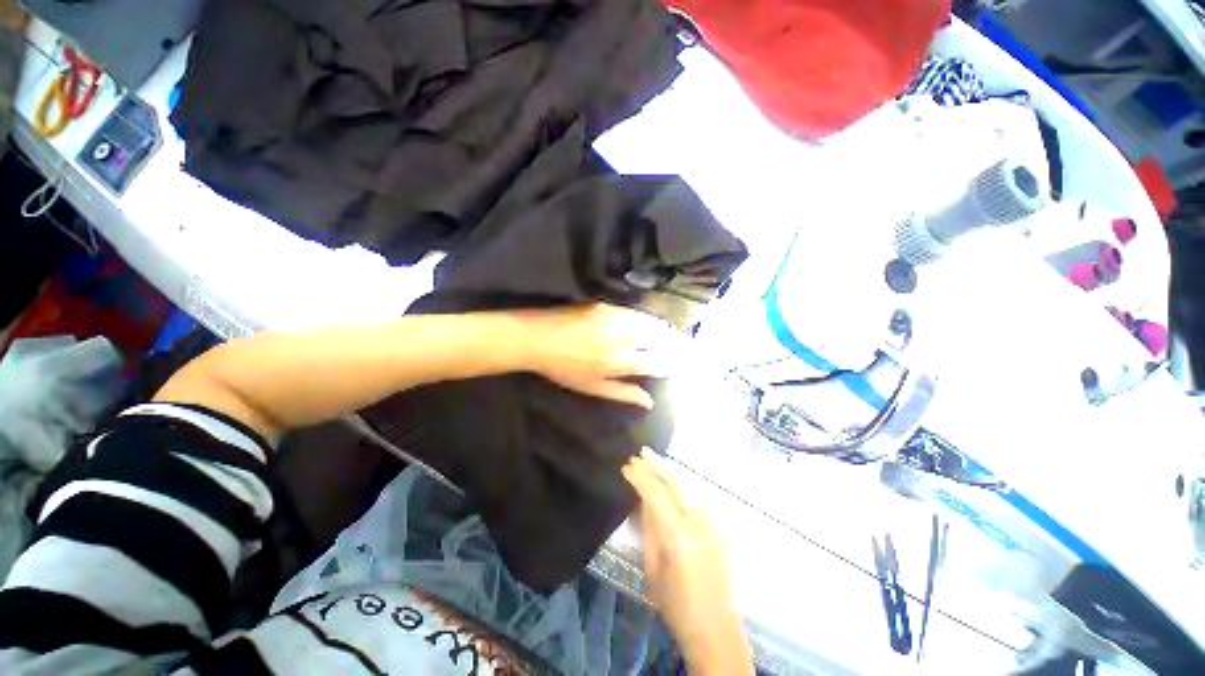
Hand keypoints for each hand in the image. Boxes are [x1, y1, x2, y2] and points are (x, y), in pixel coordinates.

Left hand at [518, 303, 682, 408]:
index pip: (656, 362)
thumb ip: (623, 393)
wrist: (538, 339)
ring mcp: (615, 320)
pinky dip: (646, 318)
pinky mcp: (606, 306)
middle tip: (683, 346)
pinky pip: (634, 313)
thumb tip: (650, 401)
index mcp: (620, 363)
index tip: (679, 364)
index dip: (670, 363)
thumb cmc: (564, 369)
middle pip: (658, 339)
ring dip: (664, 329)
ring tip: (672, 333)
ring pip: (650, 323)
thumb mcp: (593, 387)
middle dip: (674, 343)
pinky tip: (649, 321)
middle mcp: (623, 339)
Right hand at [622, 451, 753, 674]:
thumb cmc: (676, 604)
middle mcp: (699, 521)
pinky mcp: (717, 525)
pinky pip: (693, 494)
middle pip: (675, 481)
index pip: (657, 493)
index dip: (640, 477)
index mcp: (679, 534)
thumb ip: (649, 527)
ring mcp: (712, 521)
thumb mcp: (652, 567)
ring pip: (686, 484)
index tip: (626, 467)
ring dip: (667, 470)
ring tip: (650, 459)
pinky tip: (668, 478)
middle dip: (656, 465)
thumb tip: (643, 499)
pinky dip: (678, 483)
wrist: (715, 627)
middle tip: (638, 454)